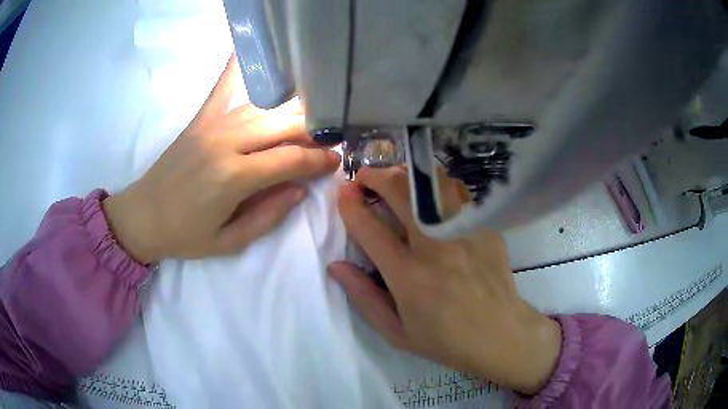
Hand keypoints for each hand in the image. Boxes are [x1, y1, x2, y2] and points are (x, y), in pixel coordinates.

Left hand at [103, 56, 339, 262]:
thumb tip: (300, 190)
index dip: (319, 160)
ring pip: (263, 107)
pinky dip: (236, 68)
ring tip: (310, 115)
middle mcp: (226, 142)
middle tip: (329, 139)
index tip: (337, 160)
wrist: (142, 217)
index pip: (290, 159)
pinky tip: (246, 49)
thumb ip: (268, 217)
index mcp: (234, 177)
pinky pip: (222, 88)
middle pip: (282, 125)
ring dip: (291, 110)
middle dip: (313, 131)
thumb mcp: (229, 242)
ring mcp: (211, 125)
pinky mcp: (199, 120)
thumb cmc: (184, 235)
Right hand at [329, 167, 560, 393]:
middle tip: (365, 175)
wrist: (499, 334)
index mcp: (408, 275)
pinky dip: (437, 186)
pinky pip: (458, 192)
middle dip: (375, 176)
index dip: (349, 204)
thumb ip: (363, 297)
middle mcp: (434, 246)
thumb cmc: (445, 340)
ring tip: (396, 178)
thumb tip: (336, 265)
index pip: (369, 227)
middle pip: (400, 193)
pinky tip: (431, 194)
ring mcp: (464, 232)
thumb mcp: (395, 332)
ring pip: (431, 183)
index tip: (343, 193)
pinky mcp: (485, 227)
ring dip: (406, 175)